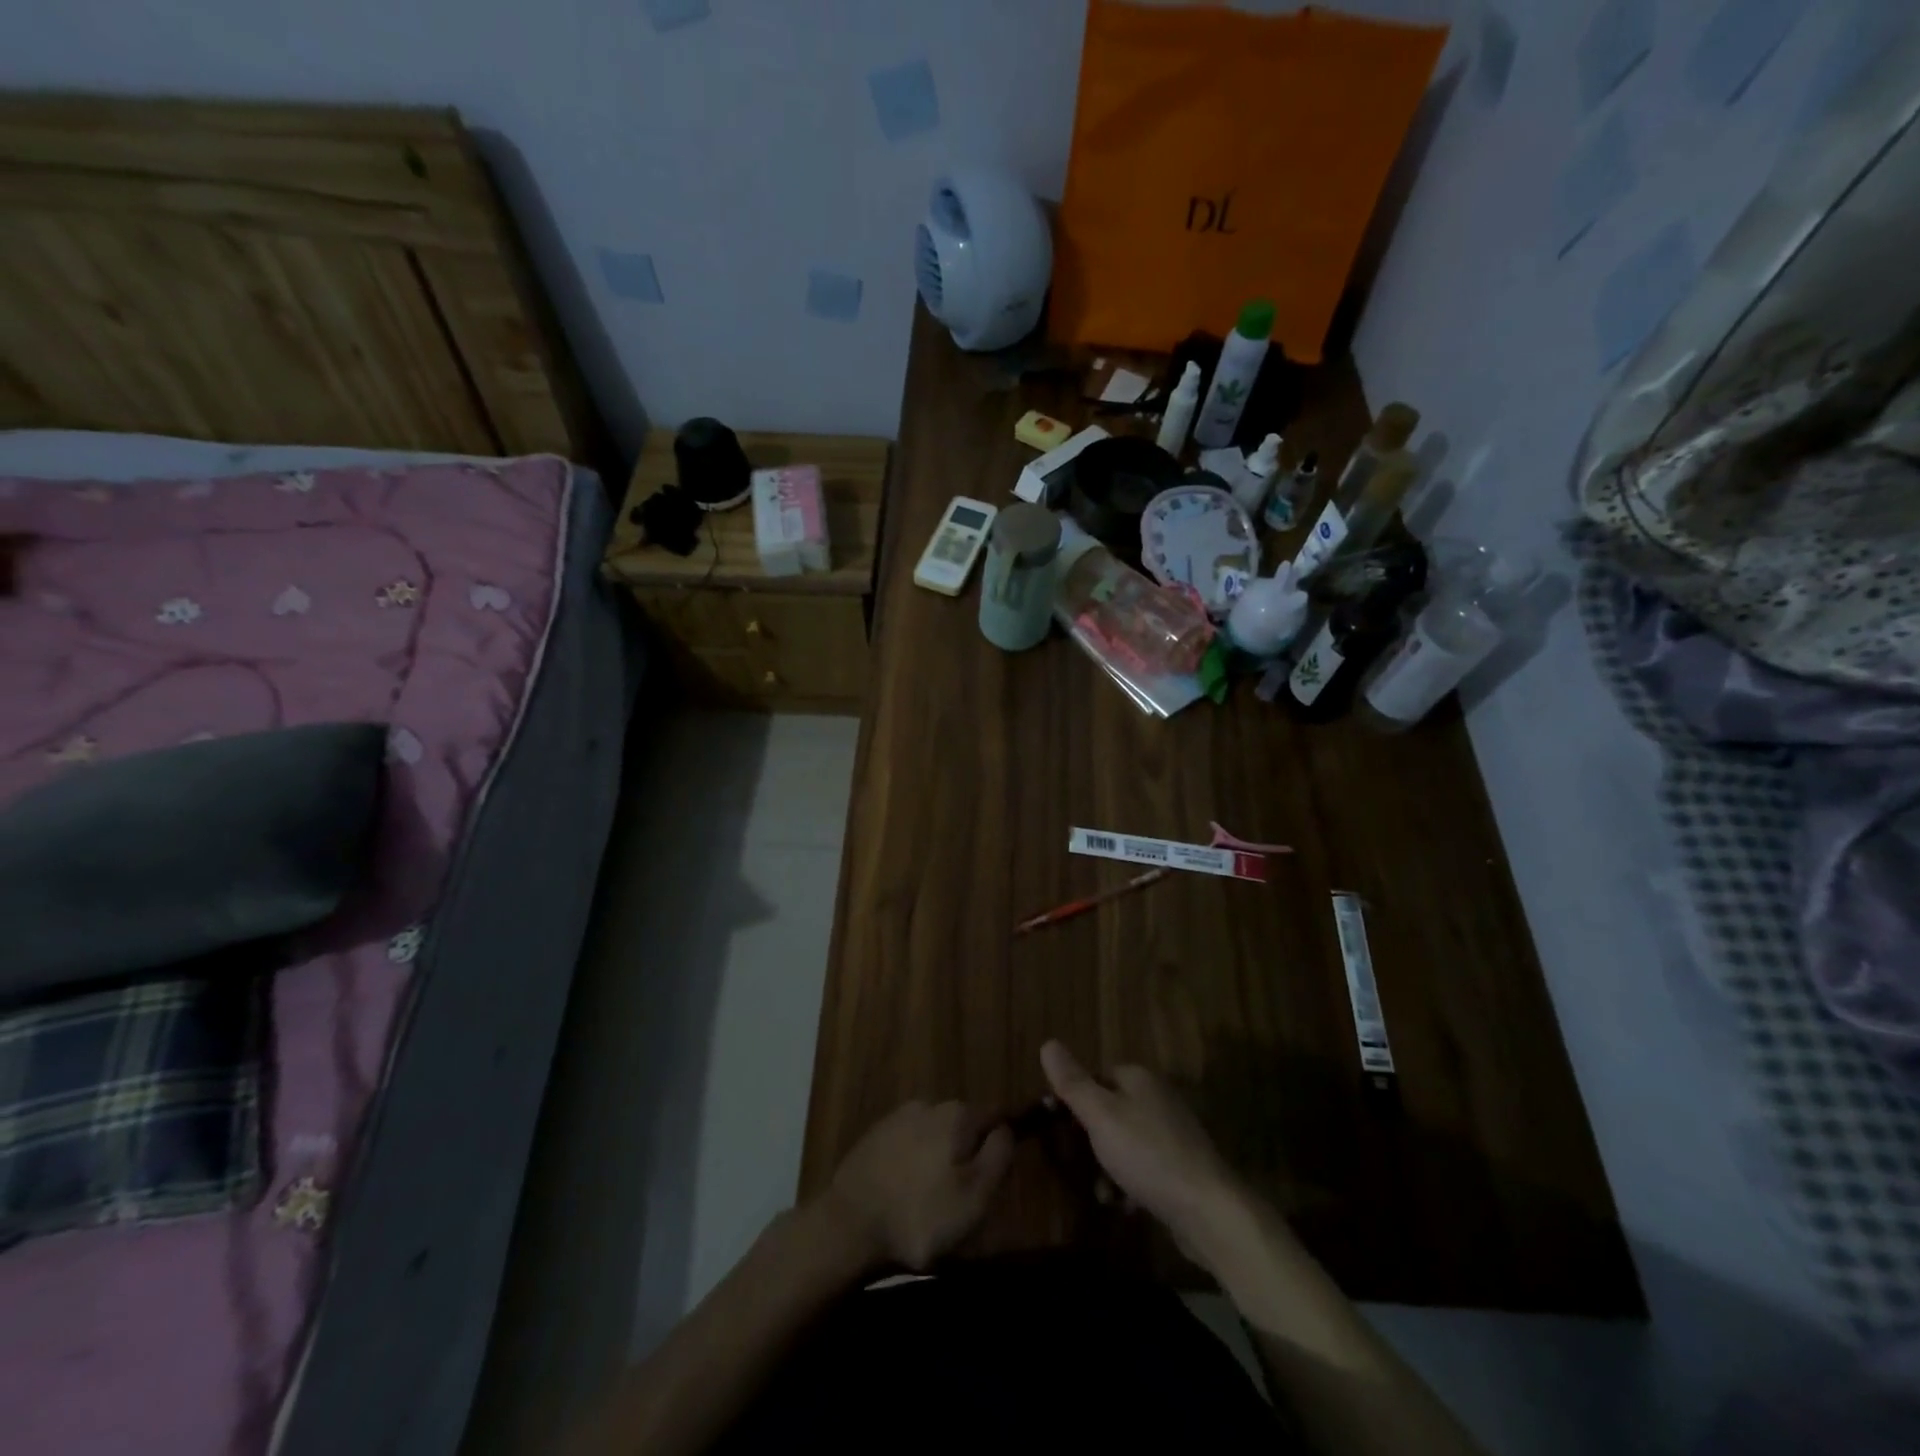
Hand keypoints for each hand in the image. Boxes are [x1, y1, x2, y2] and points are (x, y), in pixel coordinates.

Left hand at [824, 1100, 1013, 1270]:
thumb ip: (999, 1155)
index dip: (1003, 1141)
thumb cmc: (921, 1215)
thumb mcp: (976, 1196)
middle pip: (964, 1125)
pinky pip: (908, 1143)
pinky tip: (907, 1191)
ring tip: (934, 1197)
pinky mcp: (874, 1135)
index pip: (996, 1115)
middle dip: (969, 1151)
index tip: (999, 1173)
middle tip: (966, 1194)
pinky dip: (914, 1162)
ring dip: (940, 1157)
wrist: (849, 1224)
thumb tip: (1007, 1128)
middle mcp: (930, 1104)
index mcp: (958, 1114)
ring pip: (935, 1133)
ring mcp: (898, 1117)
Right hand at [1040, 1040, 1247, 1261]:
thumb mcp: (1100, 1115)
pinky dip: (1130, 1183)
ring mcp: (1173, 1133)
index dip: (1075, 1098)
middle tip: (1076, 1159)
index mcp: (1139, 1079)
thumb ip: (1072, 1082)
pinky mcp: (1182, 1168)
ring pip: (1126, 1142)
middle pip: (1111, 1110)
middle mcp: (1157, 1098)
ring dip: (1108, 1166)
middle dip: (1091, 1137)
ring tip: (1101, 1192)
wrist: (1207, 1210)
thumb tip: (1047, 1043)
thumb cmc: (1147, 1154)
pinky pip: (1145, 1167)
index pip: (1097, 1076)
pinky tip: (1123, 1204)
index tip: (1057, 1124)